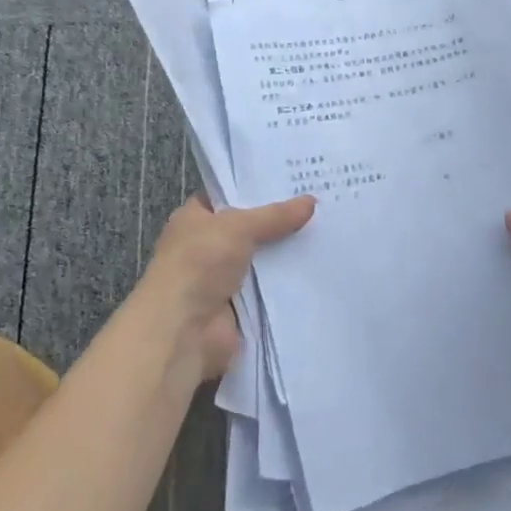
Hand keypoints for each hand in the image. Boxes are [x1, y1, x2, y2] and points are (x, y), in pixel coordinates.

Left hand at [134, 193, 314, 381]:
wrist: (183, 331)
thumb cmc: (199, 264)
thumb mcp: (237, 227)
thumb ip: (274, 215)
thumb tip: (311, 201)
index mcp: (195, 219)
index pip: (228, 195)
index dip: (256, 187)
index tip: (292, 179)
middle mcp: (207, 246)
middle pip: (250, 228)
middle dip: (279, 220)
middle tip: (319, 203)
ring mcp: (223, 278)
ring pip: (263, 259)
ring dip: (287, 252)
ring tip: (328, 232)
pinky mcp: (240, 306)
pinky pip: (270, 288)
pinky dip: (288, 283)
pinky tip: (319, 268)